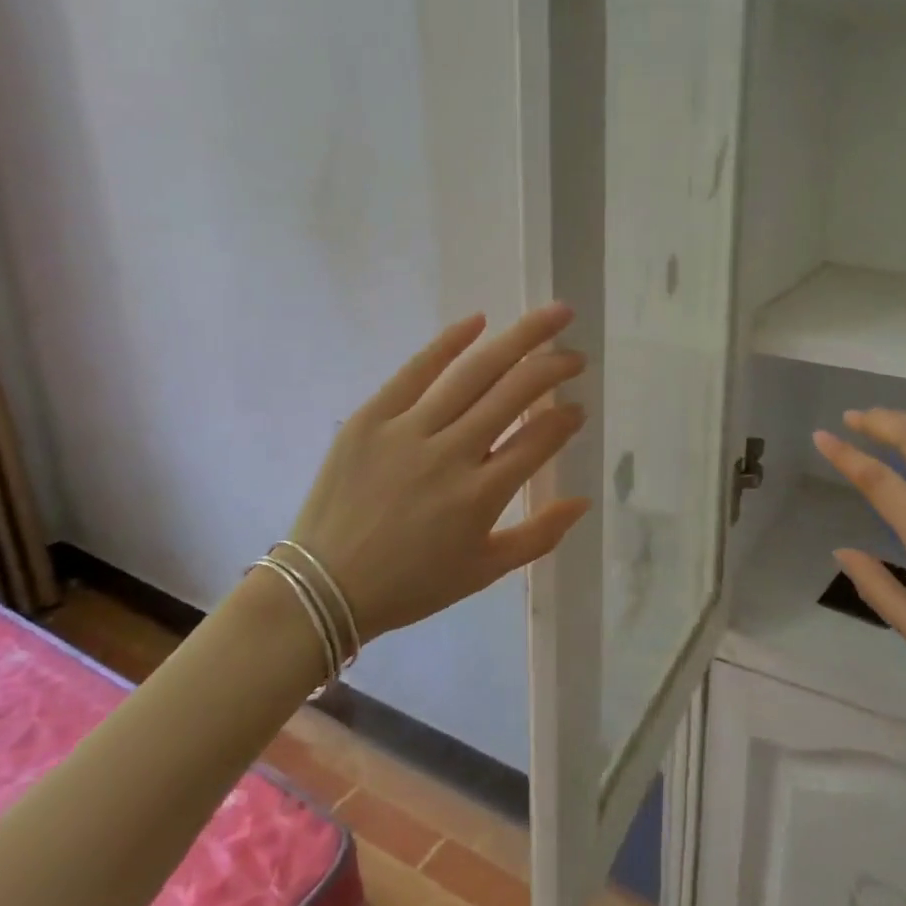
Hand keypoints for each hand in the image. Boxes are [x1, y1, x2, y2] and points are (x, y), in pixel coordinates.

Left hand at [282, 304, 590, 642]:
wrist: (322, 587)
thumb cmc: (411, 584)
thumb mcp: (485, 572)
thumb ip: (540, 536)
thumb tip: (583, 501)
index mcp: (482, 495)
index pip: (539, 439)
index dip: (566, 419)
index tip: (578, 408)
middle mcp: (451, 453)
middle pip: (515, 393)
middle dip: (554, 367)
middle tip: (577, 355)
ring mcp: (408, 430)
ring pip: (475, 372)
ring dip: (520, 340)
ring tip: (552, 317)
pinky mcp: (371, 417)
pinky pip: (415, 370)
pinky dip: (449, 342)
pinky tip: (479, 321)